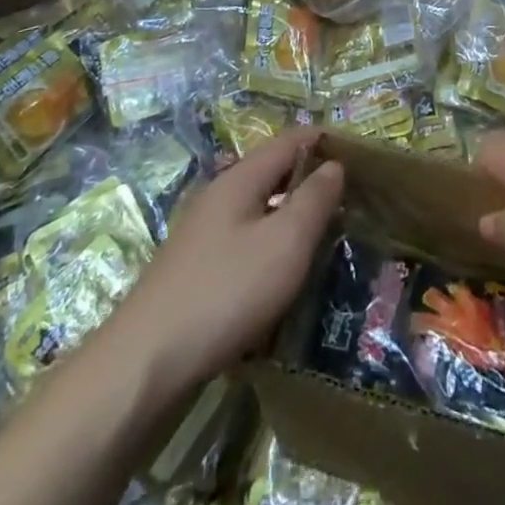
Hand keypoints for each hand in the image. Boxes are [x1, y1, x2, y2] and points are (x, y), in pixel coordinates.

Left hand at [117, 129, 342, 387]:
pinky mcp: (195, 267)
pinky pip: (244, 238)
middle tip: (350, 198)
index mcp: (241, 178)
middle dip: (310, 178)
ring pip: (259, 207)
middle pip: (273, 171)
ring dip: (291, 213)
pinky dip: (271, 242)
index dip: (325, 141)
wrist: (143, 364)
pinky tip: (282, 271)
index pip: (291, 139)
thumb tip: (335, 165)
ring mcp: (203, 231)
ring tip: (325, 234)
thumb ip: (314, 200)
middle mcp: (220, 194)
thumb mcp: (285, 243)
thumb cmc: (225, 292)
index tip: (360, 154)